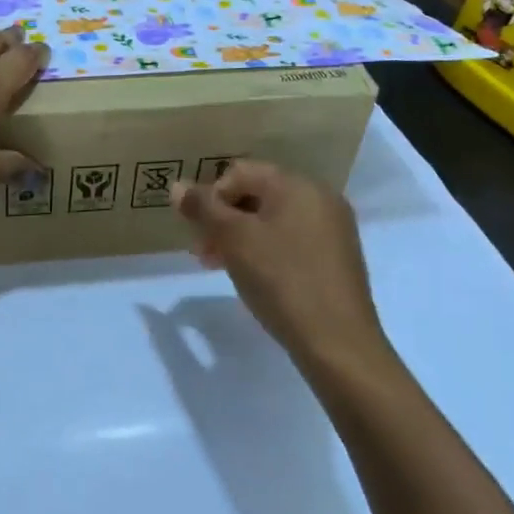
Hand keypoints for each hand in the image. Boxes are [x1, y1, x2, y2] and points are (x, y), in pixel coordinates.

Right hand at [171, 160, 393, 374]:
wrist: (336, 342)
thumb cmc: (281, 280)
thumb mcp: (233, 239)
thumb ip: (203, 208)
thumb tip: (177, 186)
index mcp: (298, 184)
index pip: (239, 172)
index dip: (211, 197)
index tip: (198, 232)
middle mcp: (320, 197)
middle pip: (256, 193)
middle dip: (223, 218)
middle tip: (203, 252)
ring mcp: (332, 228)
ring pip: (271, 219)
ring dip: (239, 236)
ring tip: (220, 266)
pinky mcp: (335, 257)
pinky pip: (290, 239)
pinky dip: (264, 250)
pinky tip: (253, 276)